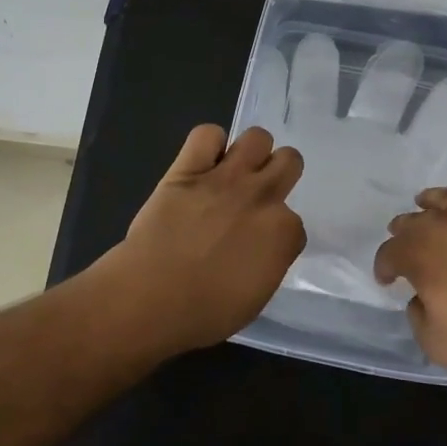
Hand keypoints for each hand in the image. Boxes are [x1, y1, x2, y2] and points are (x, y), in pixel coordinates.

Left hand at [109, 124, 306, 353]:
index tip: (259, 245)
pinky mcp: (189, 168)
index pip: (295, 222)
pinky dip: (208, 144)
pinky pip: (207, 133)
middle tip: (258, 194)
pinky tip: (203, 162)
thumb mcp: (255, 298)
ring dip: (251, 152)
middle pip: (290, 161)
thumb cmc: (204, 312)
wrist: (151, 296)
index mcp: (283, 232)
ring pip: (258, 137)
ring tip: (235, 171)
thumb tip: (263, 250)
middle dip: (279, 174)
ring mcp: (226, 177)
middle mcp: (261, 196)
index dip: (277, 233)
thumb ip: (268, 264)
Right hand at [374, 128, 446, 381]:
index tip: (386, 280)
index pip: (391, 253)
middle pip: (416, 221)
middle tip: (403, 245)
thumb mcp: (436, 343)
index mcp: (422, 254)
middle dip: (404, 232)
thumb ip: (419, 315)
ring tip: (425, 200)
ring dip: (433, 200)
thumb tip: (422, 297)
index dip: (384, 266)